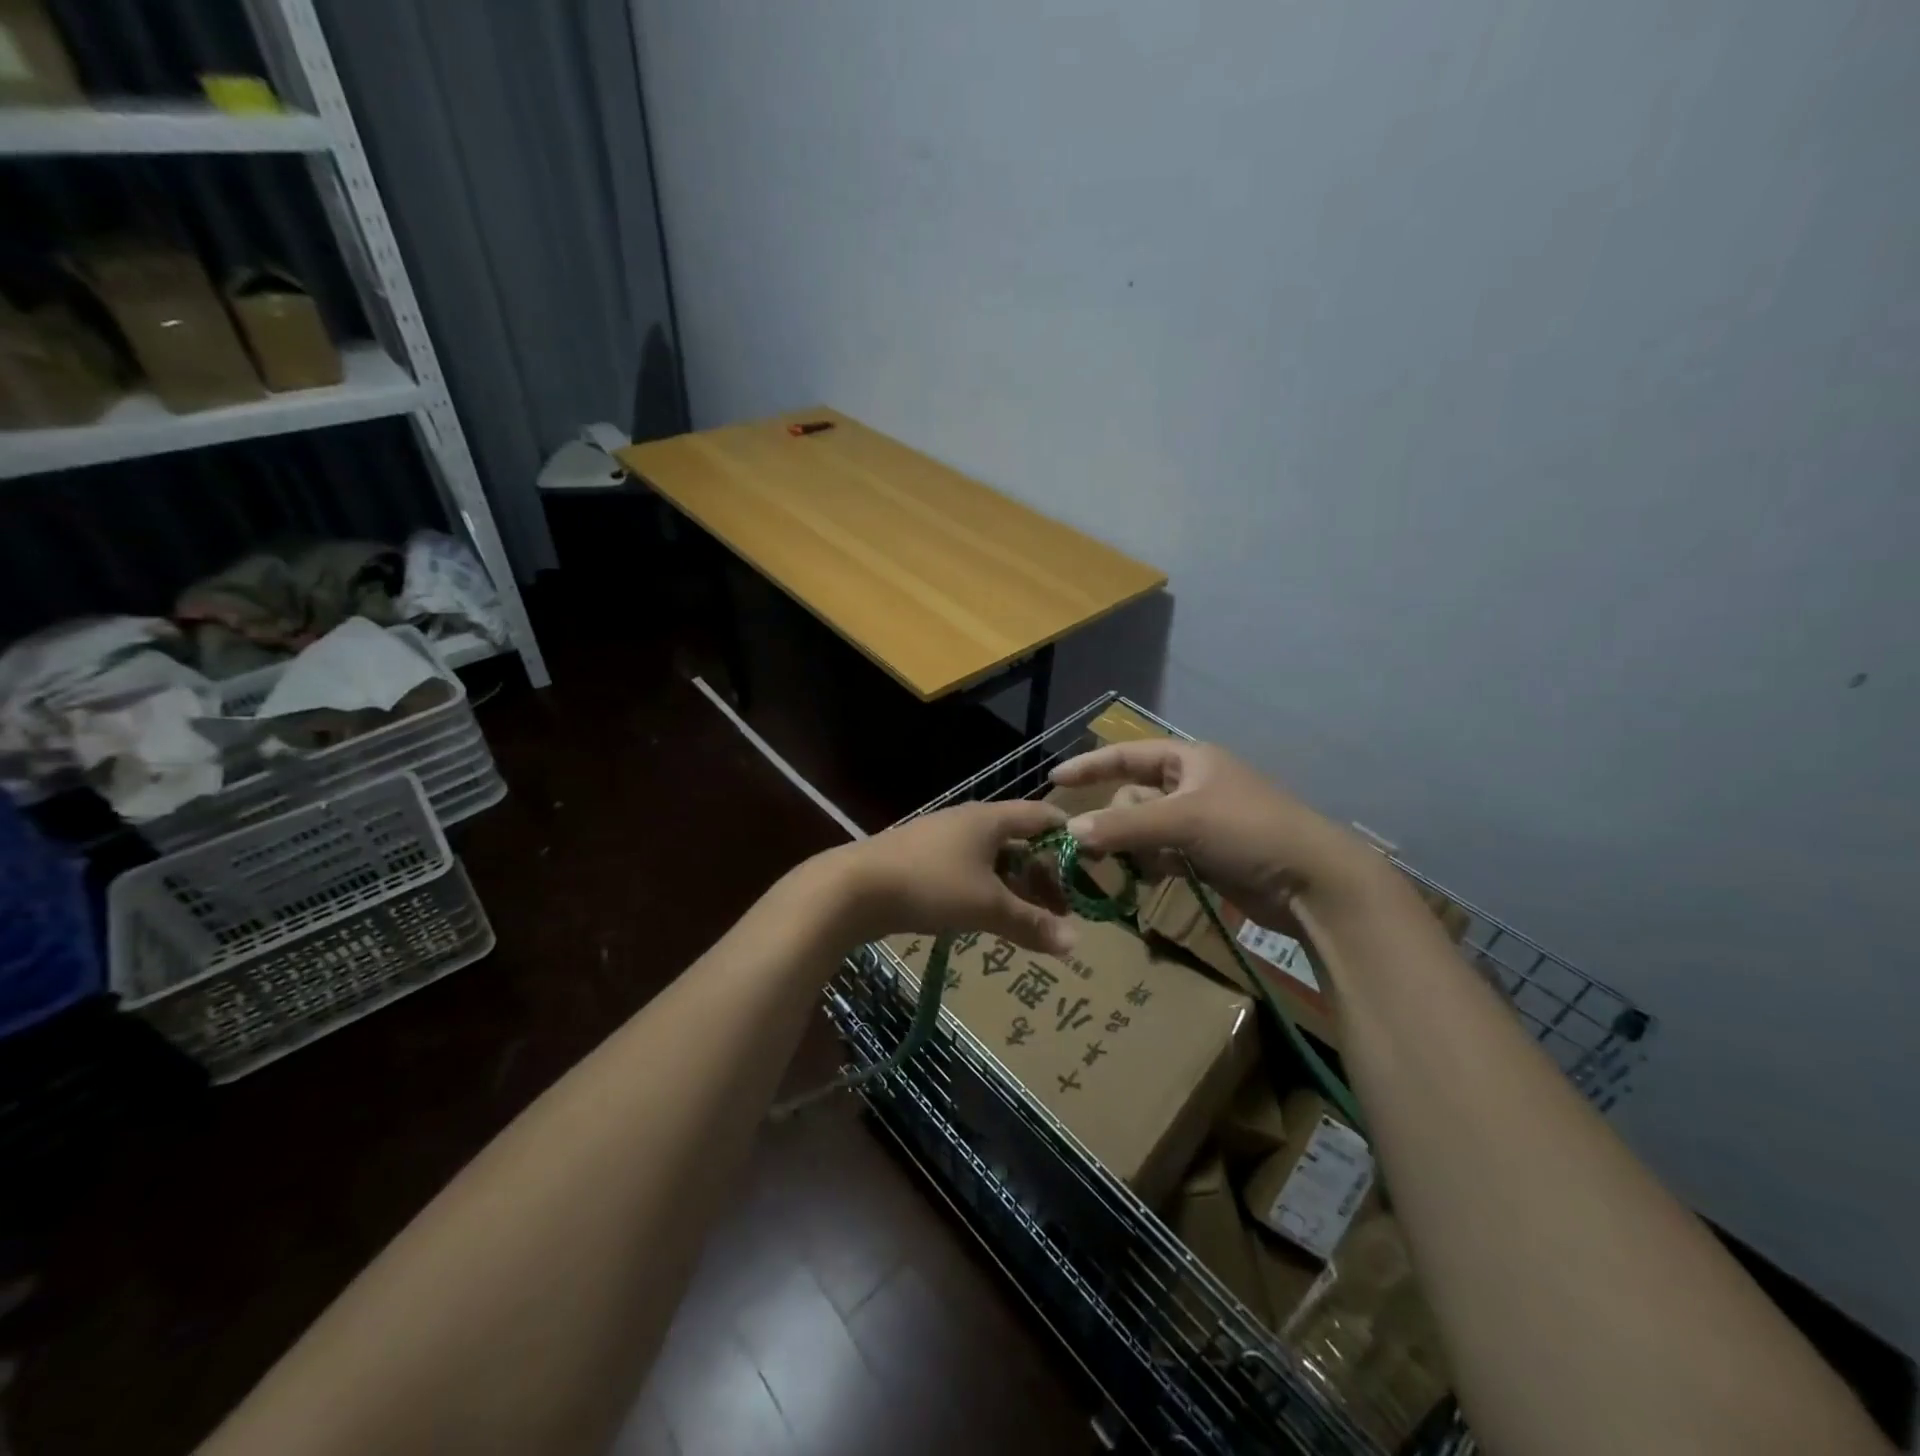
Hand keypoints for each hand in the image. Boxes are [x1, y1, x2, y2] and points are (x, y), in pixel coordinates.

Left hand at [834, 800, 1076, 953]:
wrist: (853, 888)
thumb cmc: (929, 885)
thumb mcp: (986, 906)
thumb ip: (1031, 923)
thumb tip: (1076, 943)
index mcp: (990, 819)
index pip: (1043, 817)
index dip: (1070, 839)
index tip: (1092, 868)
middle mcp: (969, 822)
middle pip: (1020, 841)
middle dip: (1044, 873)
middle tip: (1063, 909)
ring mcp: (942, 840)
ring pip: (993, 859)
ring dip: (1015, 886)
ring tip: (1032, 919)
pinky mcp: (922, 861)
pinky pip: (968, 871)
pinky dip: (987, 890)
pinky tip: (989, 916)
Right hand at [1048, 740, 1385, 920]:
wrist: (1313, 882)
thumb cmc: (1248, 832)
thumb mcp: (1182, 822)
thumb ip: (1124, 826)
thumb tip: (1070, 830)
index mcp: (1190, 761)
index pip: (1128, 755)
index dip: (1090, 765)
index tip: (1053, 780)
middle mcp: (1193, 786)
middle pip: (1134, 797)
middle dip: (1115, 820)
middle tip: (1096, 846)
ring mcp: (1202, 822)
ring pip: (1146, 829)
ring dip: (1131, 846)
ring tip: (1121, 866)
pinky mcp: (1209, 855)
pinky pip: (1163, 853)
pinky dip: (1150, 864)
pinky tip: (1146, 878)